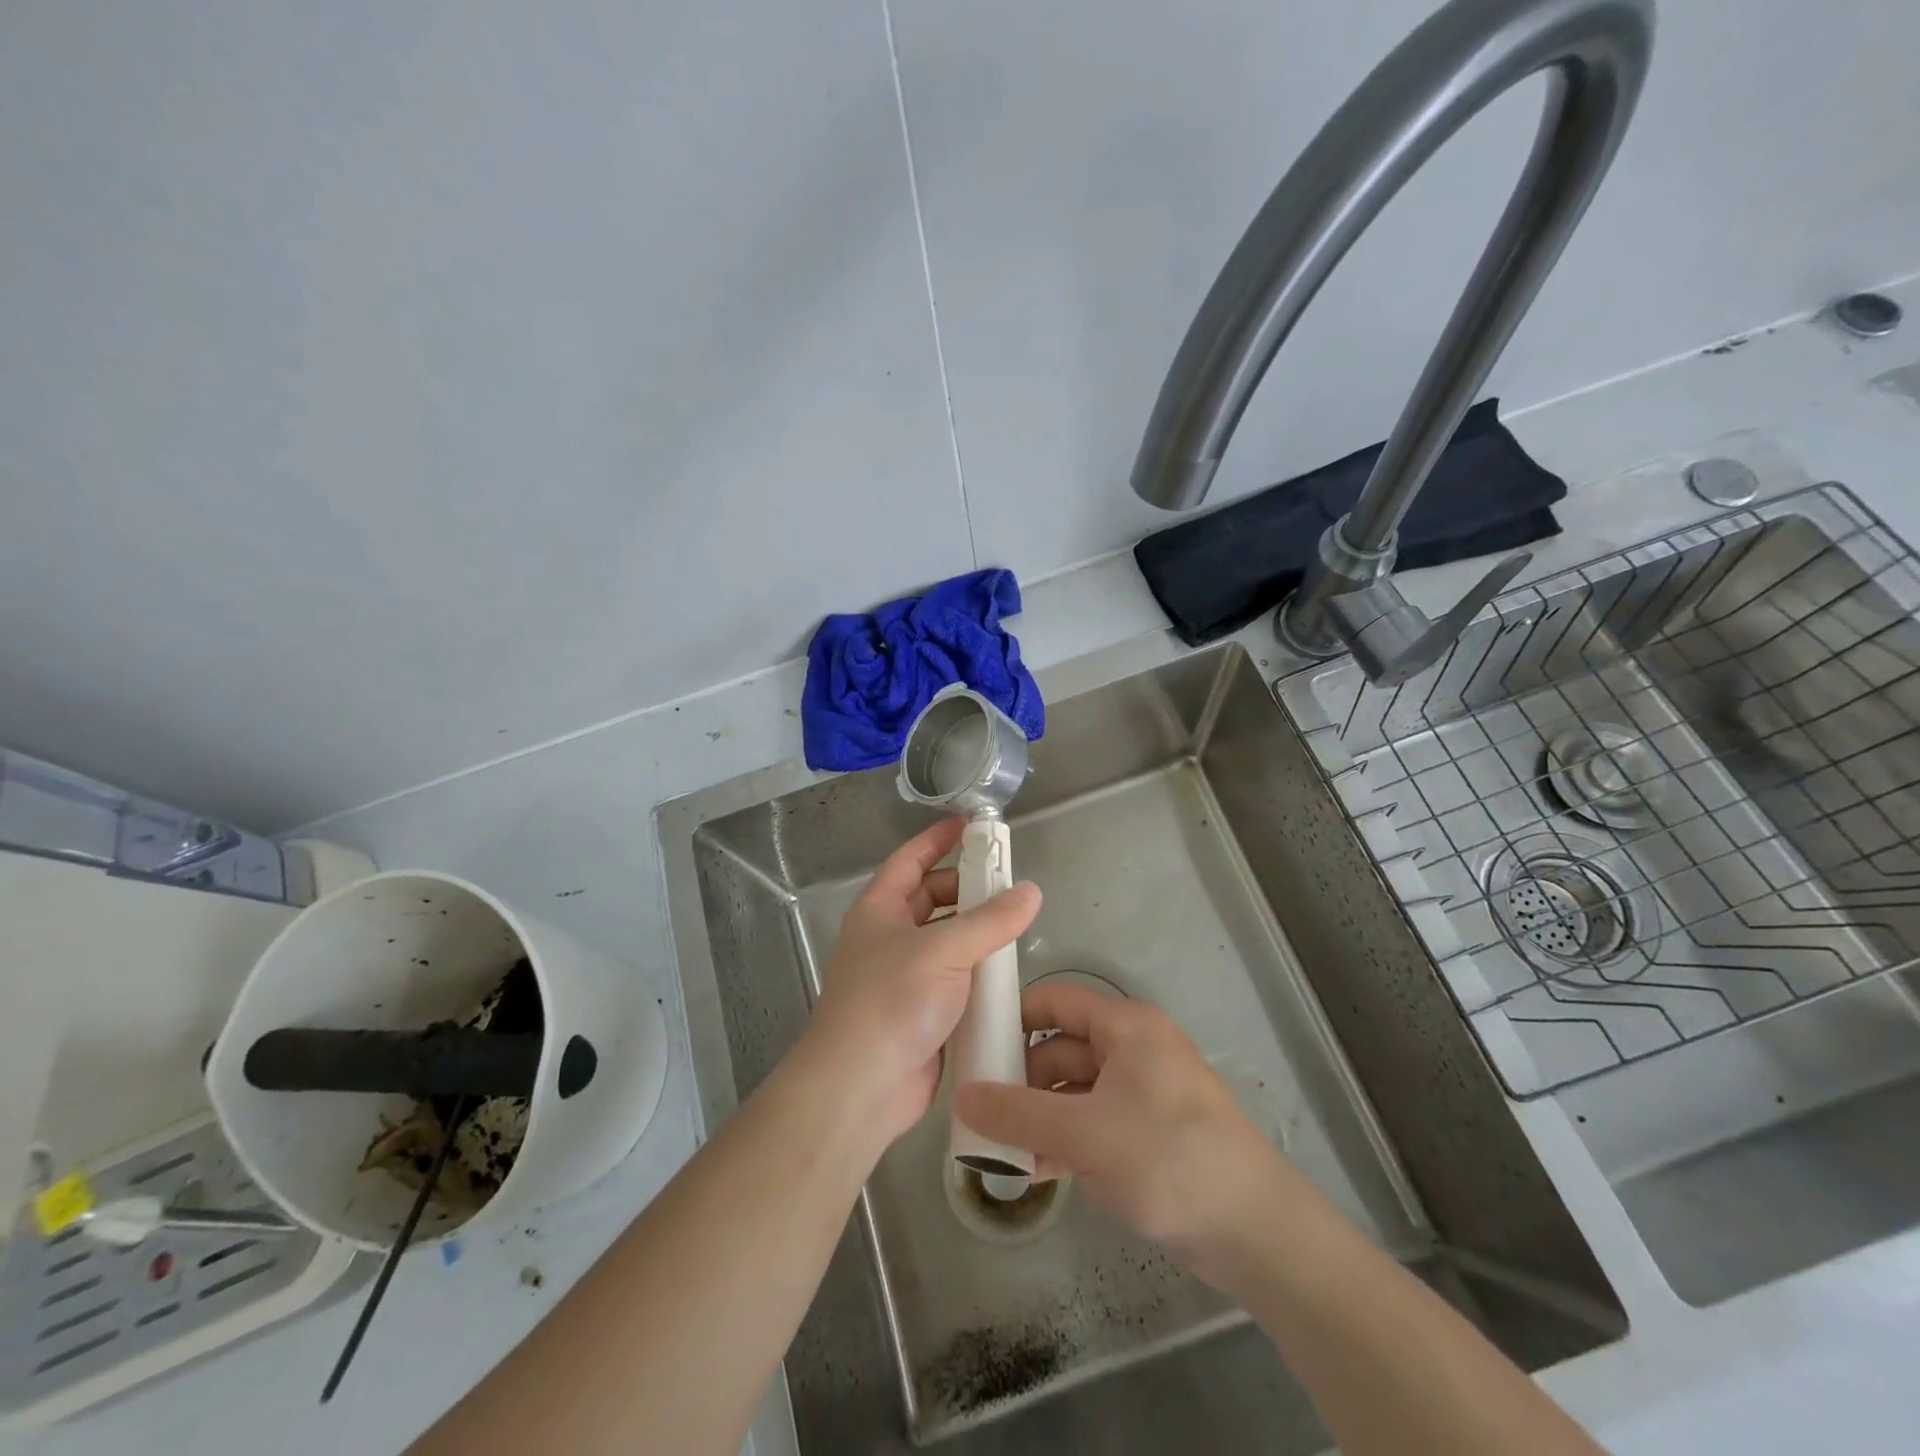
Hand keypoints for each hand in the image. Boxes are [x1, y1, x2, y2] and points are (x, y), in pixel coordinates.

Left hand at [802, 817, 1041, 1145]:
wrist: (862, 1087)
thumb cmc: (892, 1001)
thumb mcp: (943, 951)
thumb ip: (990, 921)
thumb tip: (1030, 891)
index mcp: (880, 910)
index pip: (910, 860)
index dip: (937, 839)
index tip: (970, 825)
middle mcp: (889, 937)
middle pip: (931, 898)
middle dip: (966, 887)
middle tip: (1007, 882)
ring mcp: (904, 976)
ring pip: (946, 940)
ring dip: (976, 931)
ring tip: (1016, 923)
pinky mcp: (922, 1011)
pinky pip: (955, 978)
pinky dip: (977, 970)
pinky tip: (1008, 971)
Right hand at [955, 984, 1295, 1282]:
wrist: (1255, 1231)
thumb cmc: (1168, 1159)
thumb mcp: (1085, 1134)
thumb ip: (1019, 1113)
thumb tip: (963, 1095)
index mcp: (1126, 1027)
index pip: (1056, 1002)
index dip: (1014, 1017)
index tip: (974, 1047)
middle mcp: (1133, 1049)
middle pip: (1062, 1048)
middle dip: (1022, 1081)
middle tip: (980, 1113)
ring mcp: (1142, 1092)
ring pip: (1075, 1090)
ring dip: (1040, 1117)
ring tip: (1000, 1150)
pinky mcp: (1148, 1132)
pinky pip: (1094, 1122)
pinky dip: (1066, 1140)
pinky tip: (1037, 1171)